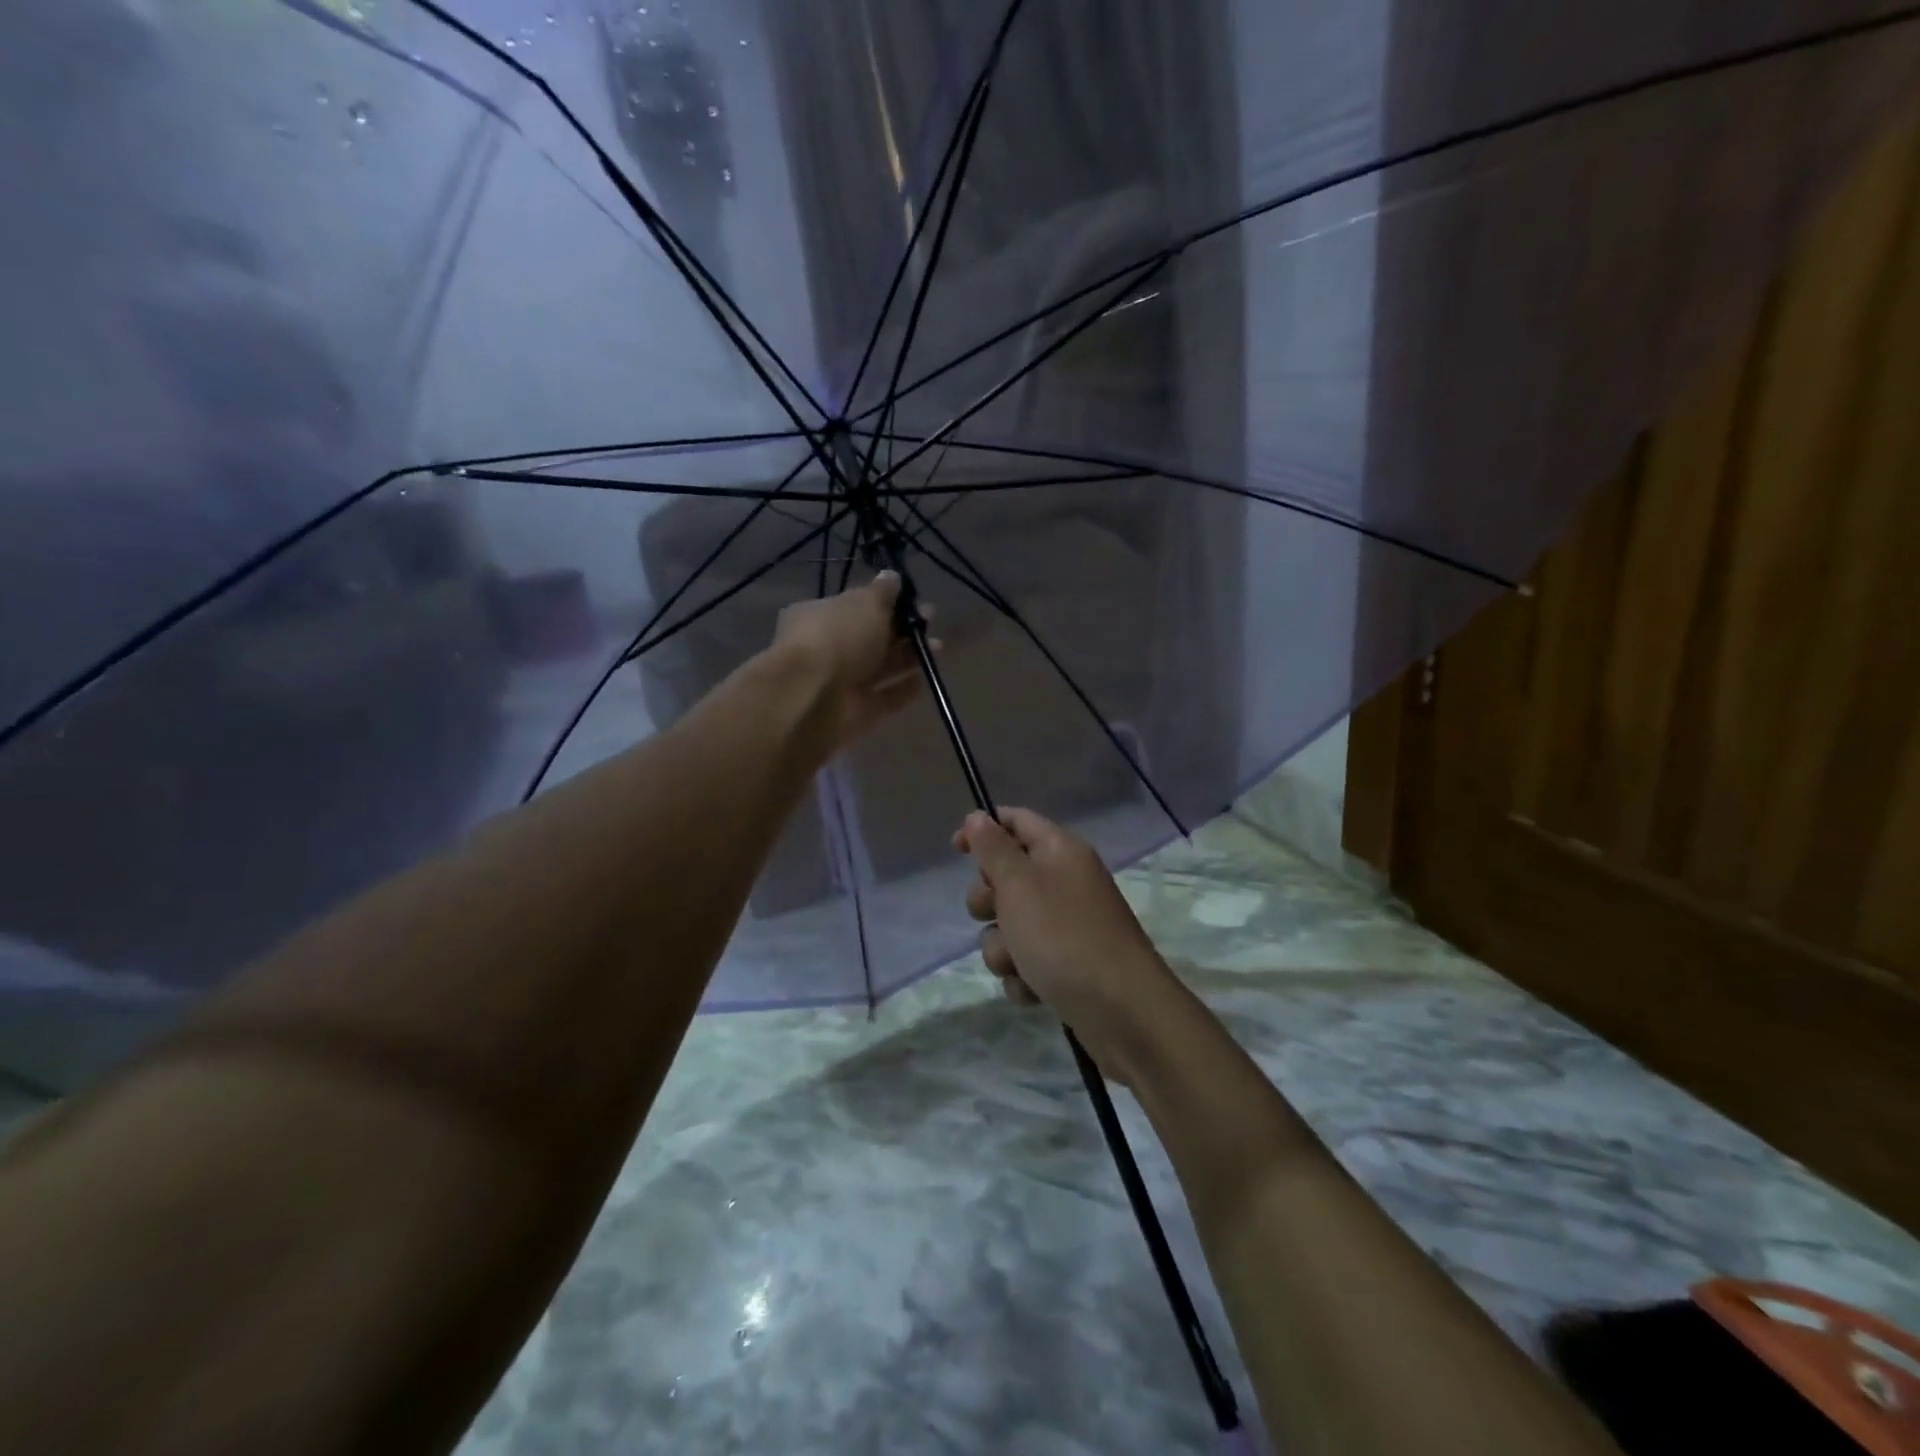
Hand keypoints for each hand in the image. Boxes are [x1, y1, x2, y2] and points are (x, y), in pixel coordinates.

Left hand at [767, 572, 930, 751]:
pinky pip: (885, 698)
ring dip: (909, 658)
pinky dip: (905, 689)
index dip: (884, 603)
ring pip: (880, 668)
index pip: (854, 607)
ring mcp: (841, 684)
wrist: (813, 698)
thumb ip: (882, 592)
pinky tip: (927, 678)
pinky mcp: (856, 713)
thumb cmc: (837, 637)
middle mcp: (827, 649)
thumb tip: (892, 576)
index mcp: (819, 616)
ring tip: (938, 647)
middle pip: (870, 638)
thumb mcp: (864, 603)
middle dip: (902, 630)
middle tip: (930, 621)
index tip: (913, 600)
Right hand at [953, 807, 1183, 1081]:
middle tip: (994, 913)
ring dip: (1003, 948)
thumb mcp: (1019, 885)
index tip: (955, 849)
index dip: (984, 828)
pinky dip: (1023, 976)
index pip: (1017, 821)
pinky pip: (1026, 961)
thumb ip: (993, 849)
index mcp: (1060, 851)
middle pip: (1007, 876)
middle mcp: (1065, 882)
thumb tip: (978, 816)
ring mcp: (1067, 926)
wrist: (1121, 1011)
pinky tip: (1034, 989)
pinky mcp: (1067, 965)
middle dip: (988, 900)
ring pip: (1010, 925)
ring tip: (1019, 964)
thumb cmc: (1063, 936)